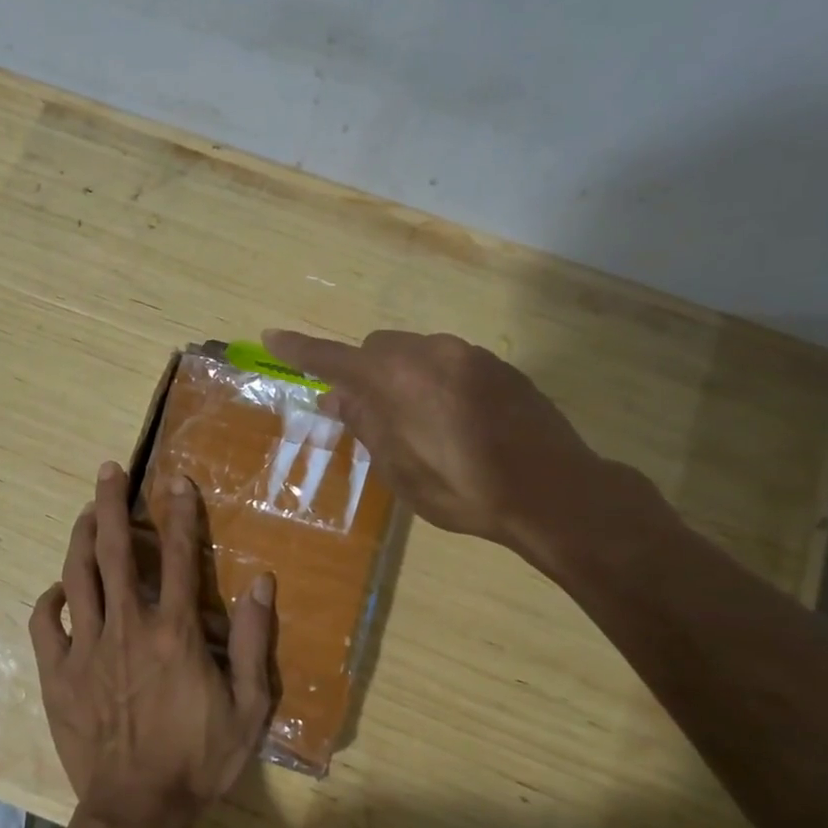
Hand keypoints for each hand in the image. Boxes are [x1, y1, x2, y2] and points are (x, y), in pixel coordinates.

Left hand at [29, 462, 277, 827]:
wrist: (137, 811)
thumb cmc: (199, 759)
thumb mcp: (249, 708)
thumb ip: (256, 642)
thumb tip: (262, 582)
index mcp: (174, 632)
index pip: (176, 555)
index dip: (178, 513)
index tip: (175, 481)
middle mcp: (127, 627)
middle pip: (114, 551)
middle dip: (110, 504)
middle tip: (107, 471)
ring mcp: (87, 649)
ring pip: (76, 576)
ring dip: (80, 537)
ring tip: (86, 512)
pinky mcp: (58, 674)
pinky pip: (45, 624)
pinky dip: (50, 599)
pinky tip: (59, 589)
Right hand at [262, 328, 653, 576]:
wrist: (555, 492)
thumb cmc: (466, 491)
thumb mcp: (402, 471)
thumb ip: (366, 425)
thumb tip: (336, 397)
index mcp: (398, 381)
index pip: (335, 359)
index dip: (301, 350)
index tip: (272, 336)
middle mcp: (431, 353)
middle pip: (378, 348)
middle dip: (364, 373)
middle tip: (368, 414)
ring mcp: (469, 355)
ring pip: (415, 352)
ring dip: (402, 377)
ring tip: (419, 425)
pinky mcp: (499, 366)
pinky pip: (449, 362)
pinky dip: (435, 380)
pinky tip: (455, 421)